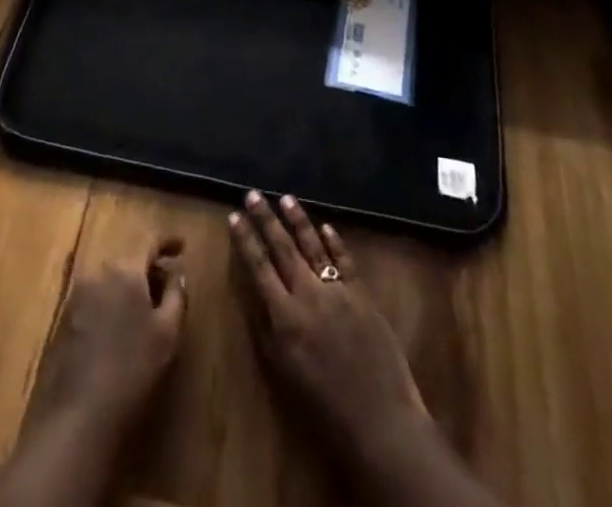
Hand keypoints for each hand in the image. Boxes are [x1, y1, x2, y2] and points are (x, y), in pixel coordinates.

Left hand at [21, 238, 188, 442]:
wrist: (79, 413)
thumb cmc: (132, 369)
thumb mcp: (167, 334)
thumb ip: (176, 296)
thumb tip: (177, 275)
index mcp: (125, 269)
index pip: (149, 242)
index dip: (167, 241)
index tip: (182, 247)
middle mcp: (98, 271)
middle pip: (128, 258)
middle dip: (147, 268)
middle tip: (165, 286)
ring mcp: (77, 294)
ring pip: (110, 278)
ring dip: (128, 286)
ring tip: (144, 309)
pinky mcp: (65, 317)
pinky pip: (95, 296)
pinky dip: (110, 301)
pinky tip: (119, 327)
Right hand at [229, 192, 427, 461]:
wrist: (379, 417)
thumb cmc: (324, 405)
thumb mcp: (284, 371)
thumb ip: (267, 330)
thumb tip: (255, 294)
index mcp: (285, 316)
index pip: (259, 267)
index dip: (245, 240)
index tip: (233, 216)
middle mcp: (308, 294)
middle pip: (283, 248)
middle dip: (265, 219)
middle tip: (253, 194)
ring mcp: (337, 289)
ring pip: (312, 245)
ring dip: (297, 220)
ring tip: (285, 198)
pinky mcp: (362, 293)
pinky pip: (344, 259)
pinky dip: (333, 241)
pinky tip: (325, 226)